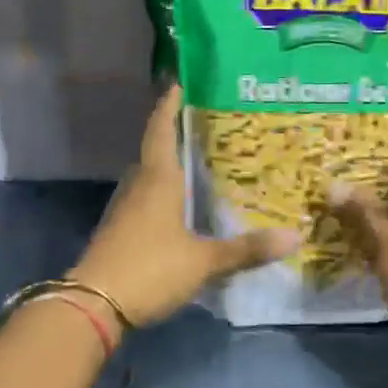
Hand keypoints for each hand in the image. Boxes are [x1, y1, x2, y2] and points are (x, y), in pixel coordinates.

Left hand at [69, 84, 298, 327]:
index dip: (169, 104)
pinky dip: (164, 193)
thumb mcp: (203, 261)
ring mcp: (125, 209)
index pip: (161, 129)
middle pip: (155, 150)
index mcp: (157, 179)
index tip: (180, 82)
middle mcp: (138, 186)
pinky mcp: (120, 231)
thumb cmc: (149, 269)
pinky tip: (182, 206)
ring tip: (201, 161)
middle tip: (208, 124)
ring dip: (170, 165)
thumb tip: (294, 238)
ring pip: (150, 176)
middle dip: (177, 134)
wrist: (93, 306)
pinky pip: (146, 199)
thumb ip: (246, 249)